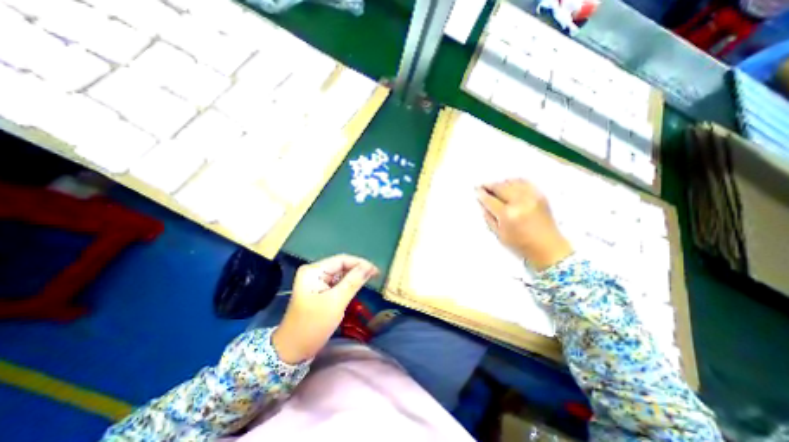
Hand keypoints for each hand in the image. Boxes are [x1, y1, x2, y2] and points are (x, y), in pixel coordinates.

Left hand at [273, 254, 380, 363]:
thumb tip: (370, 267)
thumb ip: (353, 281)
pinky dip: (348, 284)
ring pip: (340, 274)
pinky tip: (357, 287)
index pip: (341, 260)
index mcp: (314, 271)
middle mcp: (314, 272)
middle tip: (375, 275)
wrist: (293, 351)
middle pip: (341, 265)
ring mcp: (316, 281)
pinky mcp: (319, 290)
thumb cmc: (313, 325)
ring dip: (354, 277)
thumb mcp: (336, 302)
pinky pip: (337, 283)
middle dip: (358, 270)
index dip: (360, 263)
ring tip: (370, 280)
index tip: (376, 271)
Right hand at [478, 177, 570, 268]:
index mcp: (508, 215)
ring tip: (495, 187)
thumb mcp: (499, 234)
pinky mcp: (540, 195)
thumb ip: (488, 218)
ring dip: (501, 183)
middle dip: (490, 186)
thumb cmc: (522, 245)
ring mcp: (532, 197)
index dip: (481, 194)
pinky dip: (514, 182)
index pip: (490, 199)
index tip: (476, 190)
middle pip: (500, 187)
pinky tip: (509, 185)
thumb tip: (482, 204)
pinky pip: (524, 182)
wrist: (549, 248)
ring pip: (511, 182)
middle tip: (483, 186)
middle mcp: (520, 202)